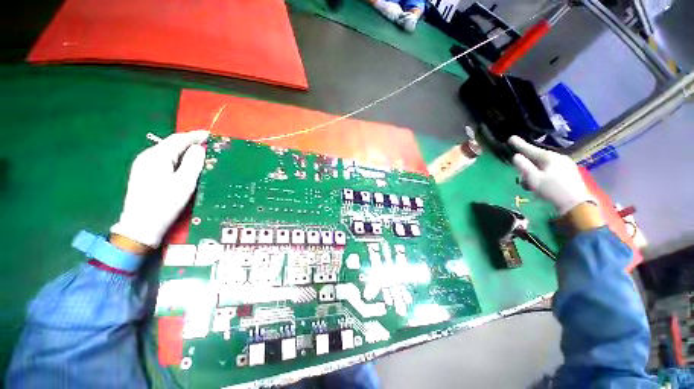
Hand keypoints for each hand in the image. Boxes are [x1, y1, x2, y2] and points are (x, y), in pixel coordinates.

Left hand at [111, 131, 208, 247]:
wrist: (141, 226)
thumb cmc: (165, 203)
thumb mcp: (184, 183)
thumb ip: (193, 163)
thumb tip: (199, 148)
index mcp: (157, 156)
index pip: (178, 139)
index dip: (194, 136)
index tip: (209, 135)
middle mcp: (147, 157)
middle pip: (170, 144)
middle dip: (189, 142)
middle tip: (207, 144)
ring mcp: (143, 165)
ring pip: (167, 151)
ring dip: (183, 150)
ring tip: (199, 152)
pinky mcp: (143, 174)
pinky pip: (163, 159)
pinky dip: (176, 158)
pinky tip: (184, 164)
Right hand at [508, 136, 595, 215]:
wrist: (576, 204)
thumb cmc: (551, 191)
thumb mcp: (533, 179)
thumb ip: (523, 166)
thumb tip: (516, 156)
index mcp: (549, 158)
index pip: (530, 149)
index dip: (519, 145)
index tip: (511, 138)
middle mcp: (559, 158)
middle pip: (537, 157)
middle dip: (527, 164)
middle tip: (520, 174)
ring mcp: (566, 164)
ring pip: (544, 164)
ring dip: (534, 171)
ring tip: (530, 183)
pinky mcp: (569, 172)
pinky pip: (551, 168)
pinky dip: (543, 173)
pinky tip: (541, 182)